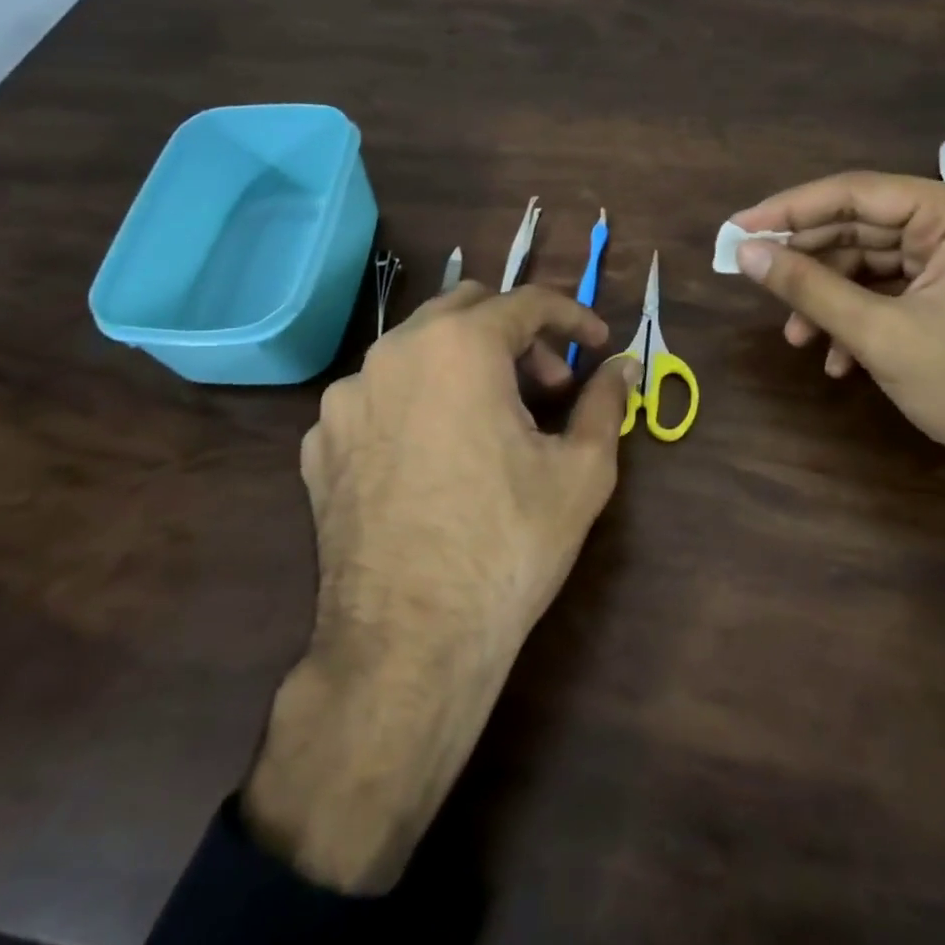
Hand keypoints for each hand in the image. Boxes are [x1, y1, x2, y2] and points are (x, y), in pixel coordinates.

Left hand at [244, 282, 637, 892]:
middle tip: (550, 386)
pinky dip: (418, 402)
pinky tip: (438, 454)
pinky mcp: (319, 444)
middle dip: (517, 334)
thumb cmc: (508, 544)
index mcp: (459, 346)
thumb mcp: (582, 470)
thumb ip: (606, 402)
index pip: (526, 302)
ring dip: (466, 364)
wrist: (408, 643)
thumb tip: (626, 366)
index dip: (572, 316)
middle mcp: (393, 353)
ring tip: (495, 421)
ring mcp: (345, 398)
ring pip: (417, 349)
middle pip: (466, 309)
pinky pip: (379, 397)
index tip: (598, 342)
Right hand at [732, 172, 944, 607]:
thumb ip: (809, 287)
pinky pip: (885, 290)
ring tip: (796, 337)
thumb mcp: (879, 334)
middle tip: (754, 279)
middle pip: (858, 226)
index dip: (790, 210)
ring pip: (866, 262)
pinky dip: (855, 318)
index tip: (737, 228)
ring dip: (827, 299)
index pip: (855, 193)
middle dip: (808, 262)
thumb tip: (744, 252)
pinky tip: (836, 360)